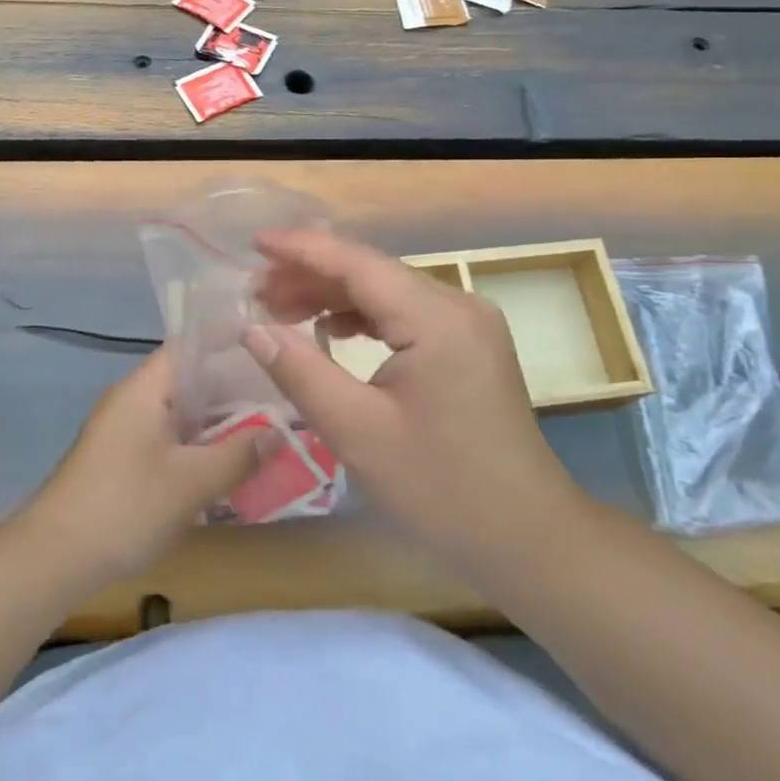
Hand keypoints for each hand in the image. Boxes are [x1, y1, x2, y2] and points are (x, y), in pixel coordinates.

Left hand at [22, 347, 277, 586]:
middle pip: (190, 379)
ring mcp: (125, 430)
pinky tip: (227, 462)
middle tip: (281, 393)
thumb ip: (240, 454)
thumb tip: (279, 431)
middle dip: (234, 387)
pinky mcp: (122, 460)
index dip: (229, 340)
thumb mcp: (192, 482)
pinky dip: (198, 443)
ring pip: (181, 412)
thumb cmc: (126, 505)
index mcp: (146, 387)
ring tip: (266, 427)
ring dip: (218, 420)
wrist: (53, 558)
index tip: (269, 343)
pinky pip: (169, 437)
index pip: (191, 345)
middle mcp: (134, 399)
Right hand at [244, 230, 583, 568]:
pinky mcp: (469, 344)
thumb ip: (301, 372)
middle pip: (373, 272)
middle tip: (255, 292)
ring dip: (334, 295)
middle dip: (311, 275)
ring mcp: (469, 323)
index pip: (358, 263)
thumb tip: (252, 328)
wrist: (527, 537)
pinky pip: (406, 313)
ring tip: (281, 309)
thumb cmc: (441, 489)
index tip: (254, 243)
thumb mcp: (358, 432)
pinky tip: (331, 329)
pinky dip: (364, 316)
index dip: (302, 249)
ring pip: (388, 290)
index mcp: (437, 319)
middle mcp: (458, 305)